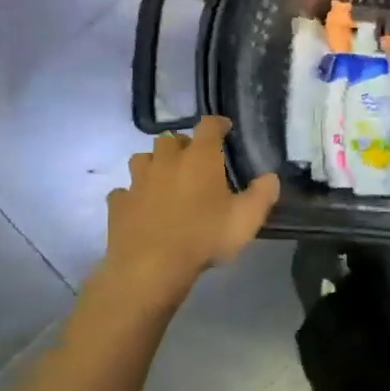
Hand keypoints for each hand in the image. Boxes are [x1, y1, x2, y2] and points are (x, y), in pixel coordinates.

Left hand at [103, 116, 280, 291]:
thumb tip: (270, 178)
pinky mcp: (119, 204)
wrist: (151, 267)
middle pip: (170, 139)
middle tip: (194, 159)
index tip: (225, 128)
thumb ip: (262, 195)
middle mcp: (166, 161)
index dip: (217, 123)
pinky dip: (133, 195)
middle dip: (183, 144)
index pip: (208, 126)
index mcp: (199, 158)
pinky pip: (124, 191)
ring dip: (154, 164)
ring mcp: (138, 182)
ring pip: (142, 159)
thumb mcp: (246, 219)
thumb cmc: (204, 237)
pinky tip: (141, 206)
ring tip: (164, 178)